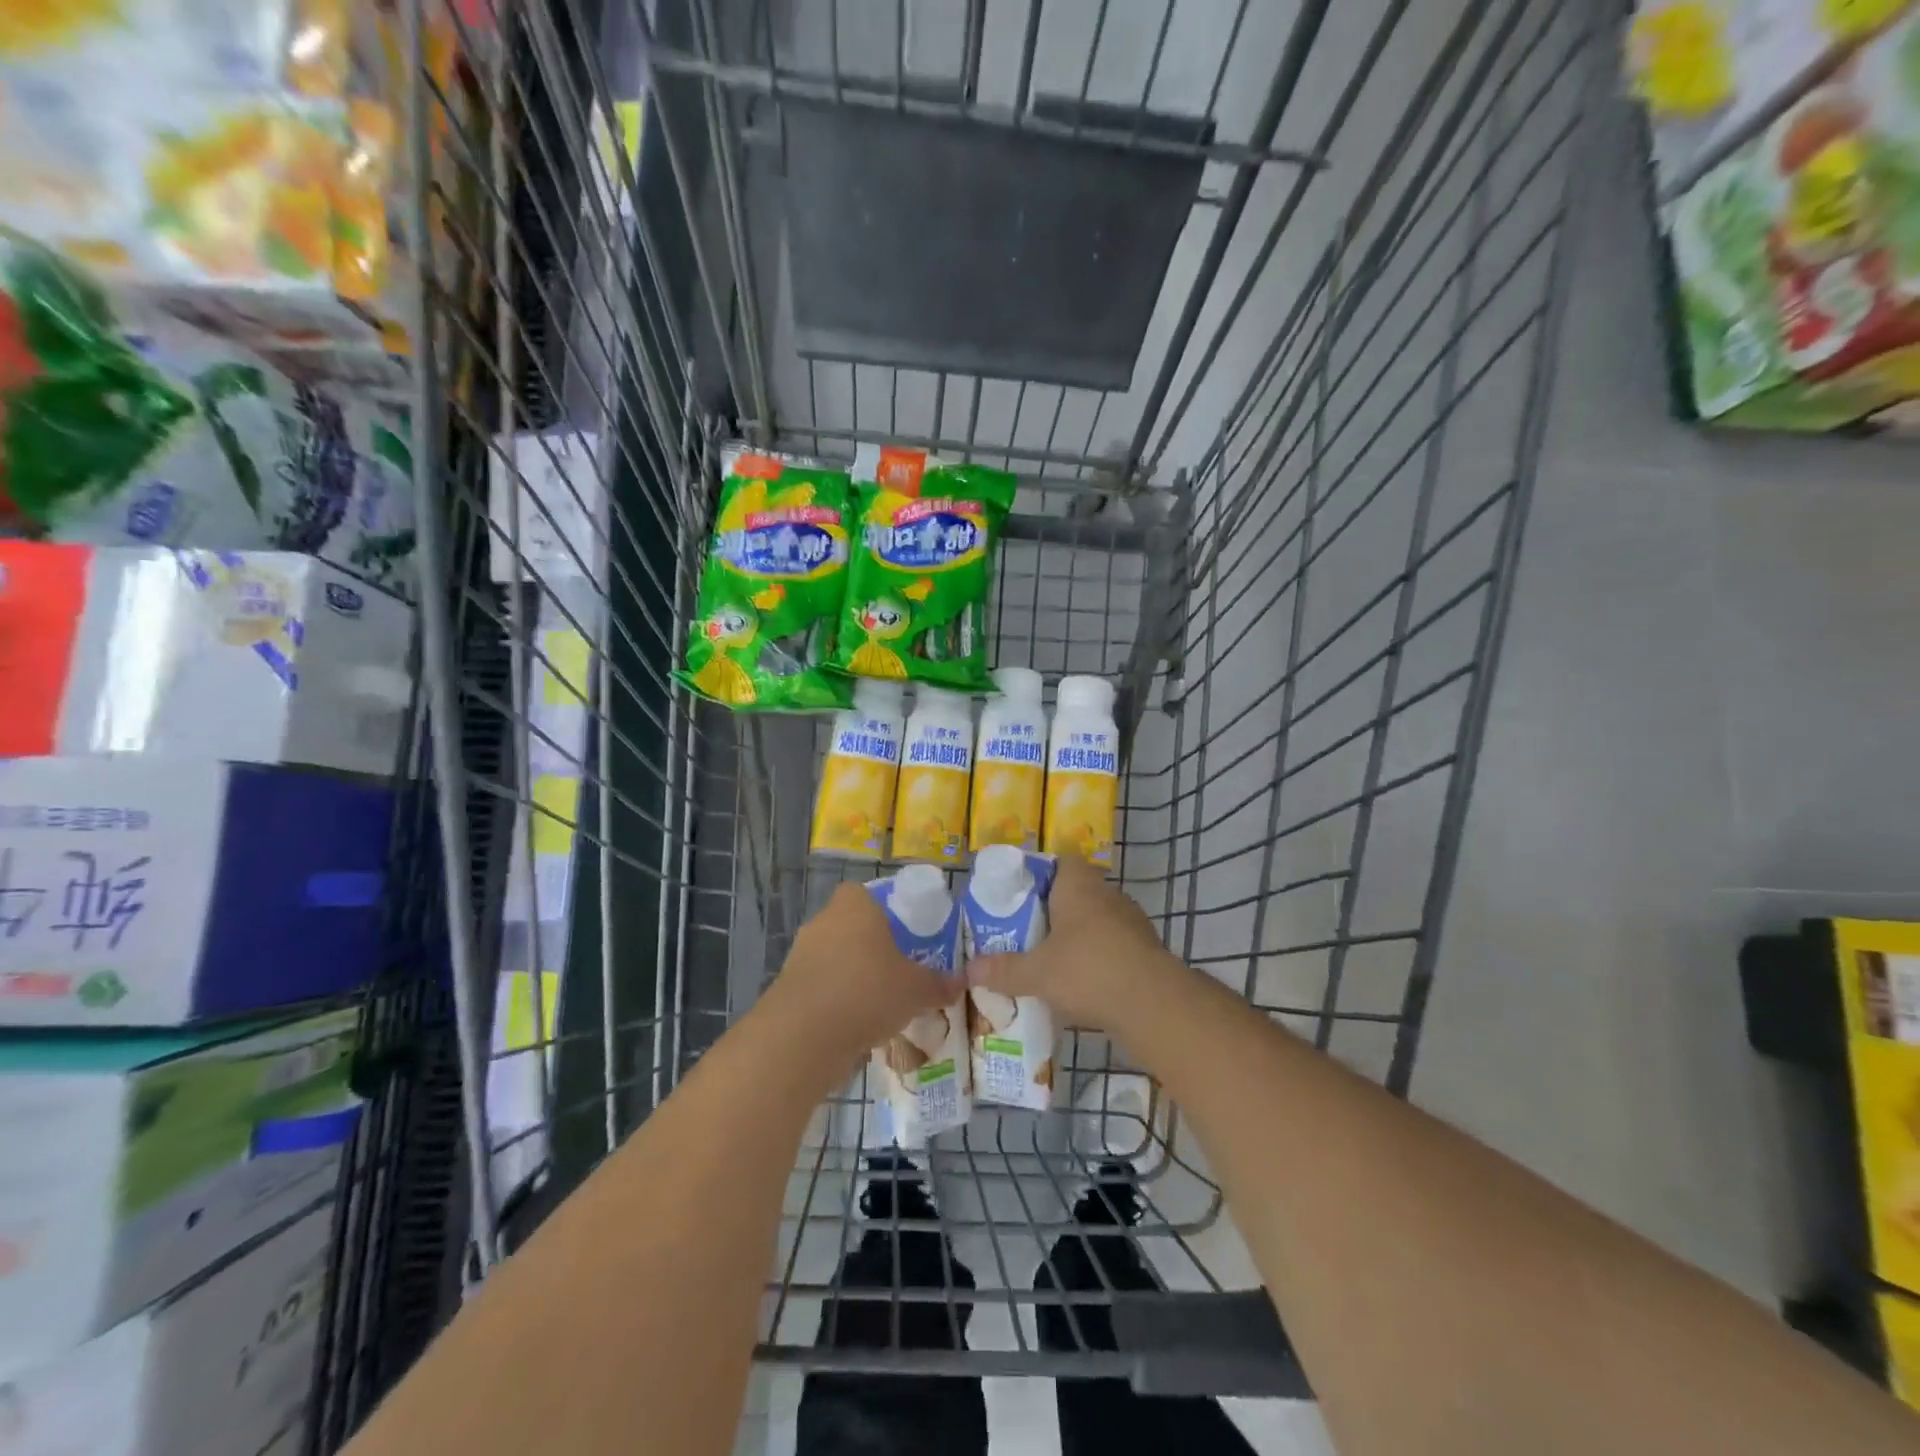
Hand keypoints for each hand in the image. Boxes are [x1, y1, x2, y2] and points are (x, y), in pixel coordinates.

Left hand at [758, 882, 957, 1078]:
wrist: (804, 1037)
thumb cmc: (868, 992)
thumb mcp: (917, 990)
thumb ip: (939, 984)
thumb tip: (961, 982)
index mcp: (855, 906)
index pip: (867, 894)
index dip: (886, 911)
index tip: (905, 934)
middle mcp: (824, 922)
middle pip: (852, 927)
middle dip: (872, 947)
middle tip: (899, 969)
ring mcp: (801, 955)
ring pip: (835, 958)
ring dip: (853, 976)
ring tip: (881, 1003)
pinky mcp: (788, 988)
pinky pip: (821, 987)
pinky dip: (837, 1001)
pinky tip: (857, 1025)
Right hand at [965, 856, 1183, 1033]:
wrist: (1153, 1004)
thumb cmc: (1088, 970)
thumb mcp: (1036, 973)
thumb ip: (1003, 969)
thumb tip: (970, 969)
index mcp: (1079, 885)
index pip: (1062, 862)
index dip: (1041, 874)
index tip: (1021, 896)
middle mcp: (1107, 894)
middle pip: (1077, 893)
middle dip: (1054, 911)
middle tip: (1027, 932)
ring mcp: (1132, 922)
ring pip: (1097, 921)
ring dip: (1077, 936)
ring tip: (1051, 961)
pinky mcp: (1146, 950)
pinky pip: (1113, 946)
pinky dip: (1098, 959)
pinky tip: (1082, 983)